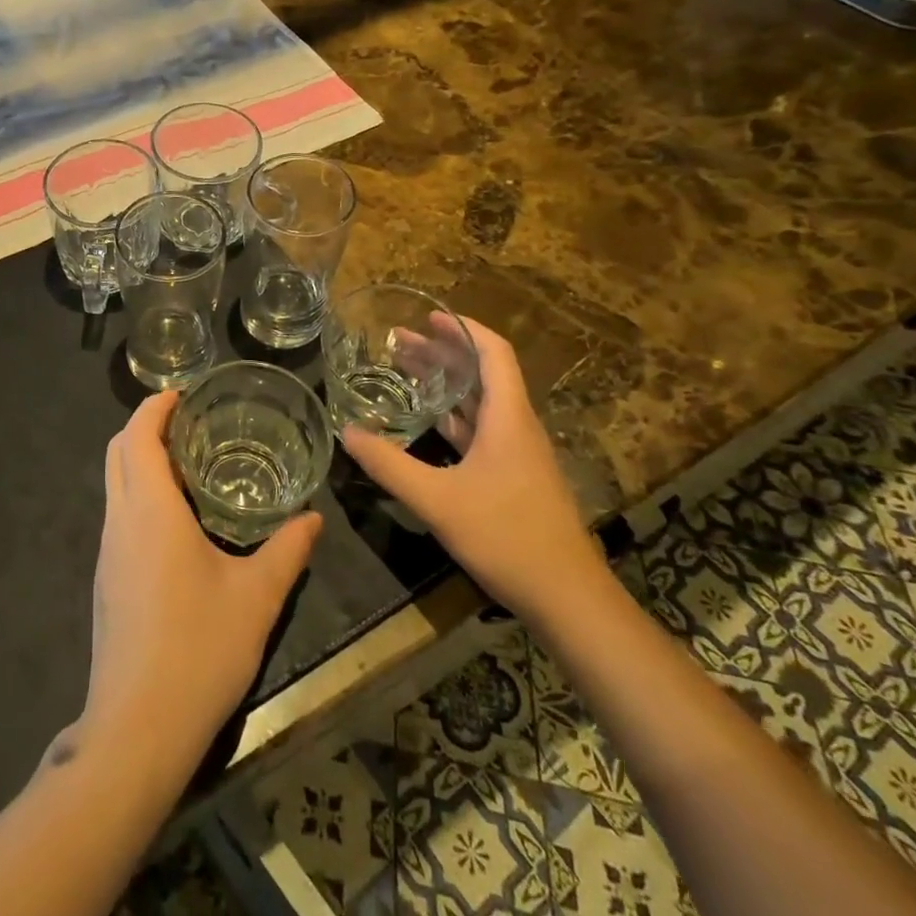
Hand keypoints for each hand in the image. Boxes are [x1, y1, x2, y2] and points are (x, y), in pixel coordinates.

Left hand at [76, 392, 321, 775]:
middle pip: (117, 451)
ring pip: (114, 483)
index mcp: (150, 509)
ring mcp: (108, 551)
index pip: (138, 435)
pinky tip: (175, 520)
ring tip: (187, 464)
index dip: (155, 407)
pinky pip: (118, 514)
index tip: (182, 394)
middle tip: (188, 422)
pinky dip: (139, 493)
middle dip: (145, 426)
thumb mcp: (257, 598)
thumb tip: (313, 519)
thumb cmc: (199, 649)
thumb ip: (287, 552)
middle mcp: (120, 519)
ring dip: (140, 460)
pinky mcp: (106, 579)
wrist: (137, 727)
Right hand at [340, 317, 601, 618]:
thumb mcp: (438, 500)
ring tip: (404, 371)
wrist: (568, 599)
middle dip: (442, 353)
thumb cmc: (508, 537)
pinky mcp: (514, 477)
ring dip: (446, 384)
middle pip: (482, 374)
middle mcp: (516, 427)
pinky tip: (426, 422)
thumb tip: (346, 432)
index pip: (493, 353)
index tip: (428, 316)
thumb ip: (389, 465)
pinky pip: (480, 430)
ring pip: (480, 403)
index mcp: (508, 418)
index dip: (462, 329)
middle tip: (398, 342)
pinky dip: (452, 416)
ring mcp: (517, 454)